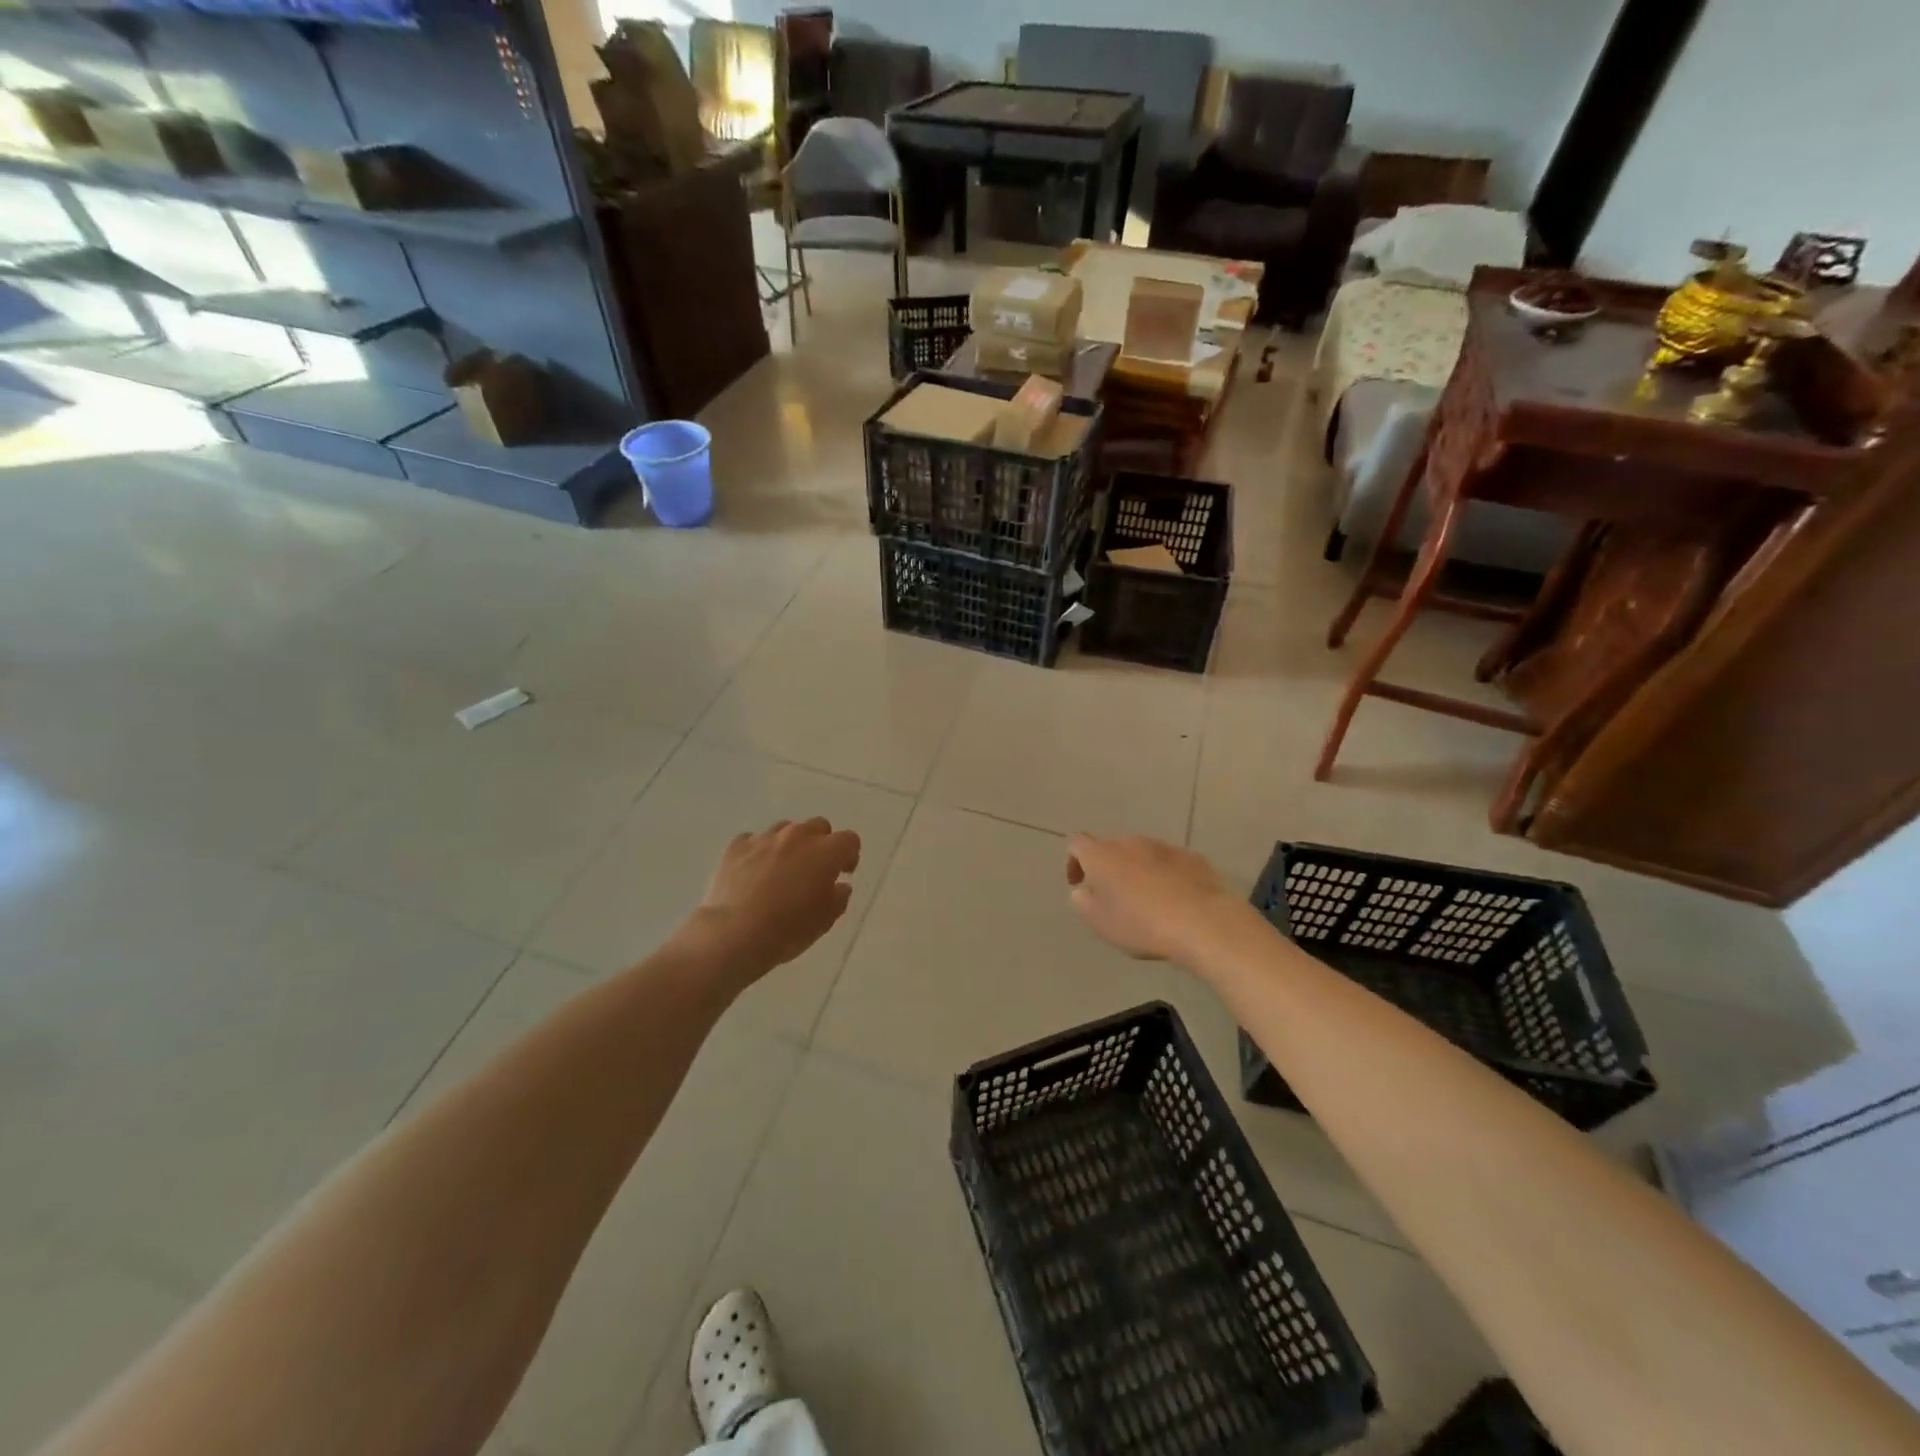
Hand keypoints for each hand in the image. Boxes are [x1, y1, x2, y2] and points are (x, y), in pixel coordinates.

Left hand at [690, 818, 861, 985]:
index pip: (849, 840)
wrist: (734, 934)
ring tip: (781, 870)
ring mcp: (765, 838)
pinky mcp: (737, 845)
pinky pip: (754, 840)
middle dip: (821, 844)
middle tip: (813, 870)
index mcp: (826, 852)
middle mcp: (798, 836)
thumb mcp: (825, 921)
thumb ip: (838, 898)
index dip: (849, 856)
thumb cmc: (788, 929)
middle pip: (818, 826)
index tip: (842, 873)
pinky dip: (758, 852)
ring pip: (786, 829)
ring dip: (790, 845)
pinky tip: (753, 872)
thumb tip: (840, 886)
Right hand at [1065, 834, 1237, 962]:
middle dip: (1108, 868)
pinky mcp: (1192, 857)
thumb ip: (1083, 901)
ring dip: (1138, 872)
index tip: (1079, 884)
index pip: (1077, 843)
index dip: (1074, 862)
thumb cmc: (1141, 923)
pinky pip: (1170, 863)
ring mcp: (1164, 847)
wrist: (1202, 922)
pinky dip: (1165, 876)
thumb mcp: (1099, 922)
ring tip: (1146, 902)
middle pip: (1112, 848)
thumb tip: (1083, 890)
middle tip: (1113, 897)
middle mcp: (1131, 842)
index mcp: (1102, 855)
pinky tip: (1174, 901)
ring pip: (1142, 855)